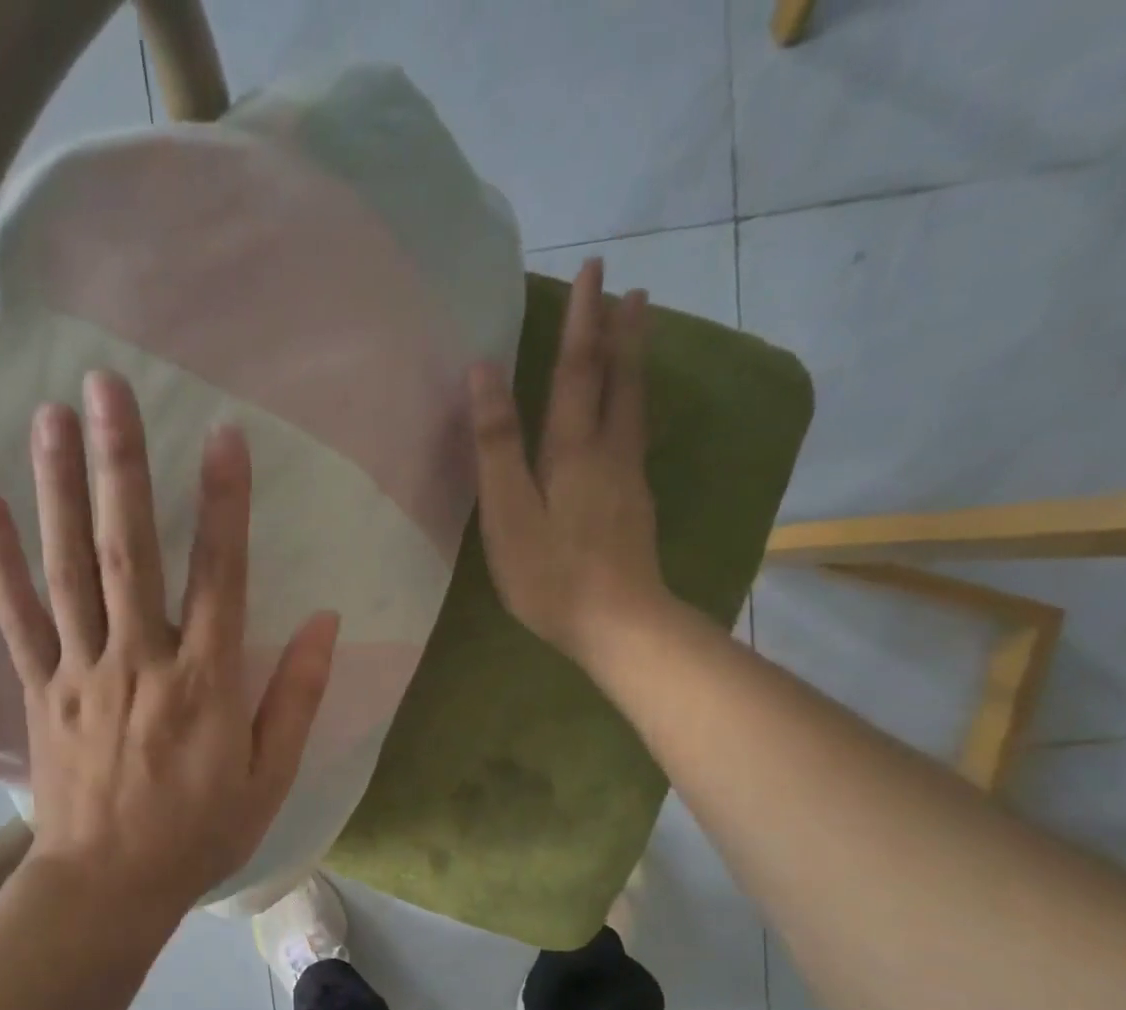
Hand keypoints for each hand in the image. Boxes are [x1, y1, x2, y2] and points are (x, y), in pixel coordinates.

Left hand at [0, 371, 338, 917]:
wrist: (108, 887)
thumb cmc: (199, 833)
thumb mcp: (269, 776)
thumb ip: (296, 696)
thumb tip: (325, 622)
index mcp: (205, 683)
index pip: (220, 577)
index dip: (224, 505)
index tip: (223, 436)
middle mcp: (140, 661)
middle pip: (128, 552)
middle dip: (120, 466)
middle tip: (106, 387)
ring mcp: (81, 673)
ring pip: (68, 571)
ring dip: (57, 491)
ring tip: (49, 417)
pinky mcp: (41, 692)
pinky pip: (17, 620)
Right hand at [469, 258, 672, 670]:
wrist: (619, 624)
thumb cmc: (551, 573)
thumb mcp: (509, 512)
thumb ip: (497, 445)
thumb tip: (484, 372)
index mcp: (573, 450)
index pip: (578, 370)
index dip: (583, 320)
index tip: (594, 269)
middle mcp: (610, 453)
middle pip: (619, 381)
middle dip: (621, 332)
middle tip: (631, 289)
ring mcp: (629, 481)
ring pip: (635, 407)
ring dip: (635, 364)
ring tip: (640, 332)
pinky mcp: (636, 507)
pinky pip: (636, 437)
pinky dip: (634, 405)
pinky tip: (631, 414)